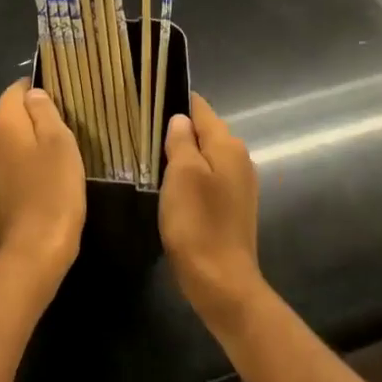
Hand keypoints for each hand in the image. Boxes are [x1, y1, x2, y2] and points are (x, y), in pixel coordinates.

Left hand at [0, 79, 85, 292]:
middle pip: (10, 116)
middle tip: (66, 133)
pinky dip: (22, 167)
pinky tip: (42, 182)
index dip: (39, 91)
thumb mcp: (60, 143)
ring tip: (57, 159)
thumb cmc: (52, 192)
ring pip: (8, 143)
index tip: (64, 104)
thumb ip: (45, 111)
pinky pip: (6, 167)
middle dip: (34, 120)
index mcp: (0, 123)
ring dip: (28, 145)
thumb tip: (33, 94)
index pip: (16, 89)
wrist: (30, 254)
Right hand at [159, 93, 263, 326]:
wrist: (222, 282)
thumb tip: (180, 119)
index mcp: (228, 145)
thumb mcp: (182, 174)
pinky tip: (170, 187)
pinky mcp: (232, 207)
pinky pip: (208, 178)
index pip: (201, 108)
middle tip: (142, 130)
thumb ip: (182, 141)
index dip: (176, 101)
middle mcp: (239, 159)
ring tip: (151, 157)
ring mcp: (239, 184)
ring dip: (183, 155)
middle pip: (205, 131)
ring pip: (205, 156)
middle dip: (178, 129)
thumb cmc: (198, 223)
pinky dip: (190, 177)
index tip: (148, 99)